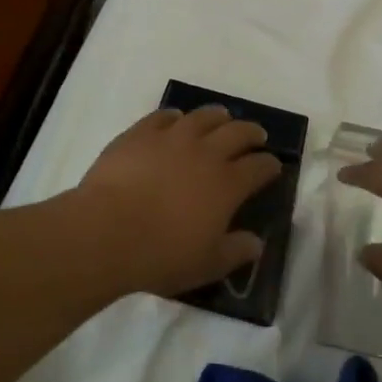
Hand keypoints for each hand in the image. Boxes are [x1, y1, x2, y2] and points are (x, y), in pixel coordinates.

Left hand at [73, 106, 281, 297]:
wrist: (107, 230)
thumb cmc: (161, 254)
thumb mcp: (206, 265)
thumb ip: (235, 252)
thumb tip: (256, 243)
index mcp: (227, 184)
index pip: (258, 167)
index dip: (269, 165)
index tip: (274, 165)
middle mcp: (205, 153)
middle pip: (237, 132)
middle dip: (252, 132)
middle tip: (257, 135)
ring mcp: (172, 138)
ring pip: (203, 117)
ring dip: (218, 116)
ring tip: (222, 117)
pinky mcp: (141, 132)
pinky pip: (163, 116)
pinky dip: (175, 116)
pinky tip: (176, 119)